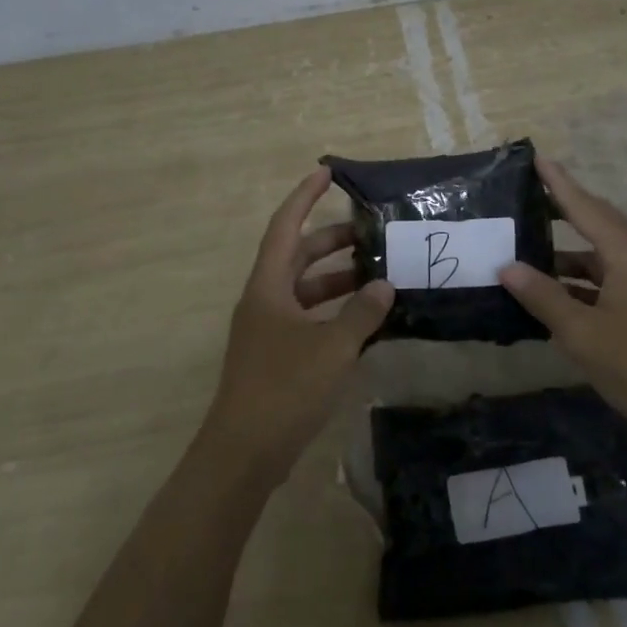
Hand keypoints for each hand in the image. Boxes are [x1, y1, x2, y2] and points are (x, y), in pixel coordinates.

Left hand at [202, 168, 392, 479]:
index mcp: (268, 286)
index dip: (304, 197)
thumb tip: (383, 285)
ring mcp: (268, 330)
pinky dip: (334, 313)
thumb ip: (361, 313)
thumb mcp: (331, 347)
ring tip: (377, 274)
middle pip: (298, 256)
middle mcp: (264, 300)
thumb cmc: (284, 388)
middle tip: (371, 233)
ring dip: (337, 280)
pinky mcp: (276, 357)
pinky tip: (364, 321)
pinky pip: (308, 319)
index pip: (285, 226)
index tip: (327, 172)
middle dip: (332, 241)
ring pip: (305, 290)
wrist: (243, 453)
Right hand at [499, 156, 626, 441]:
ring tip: (527, 253)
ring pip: (599, 258)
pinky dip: (577, 283)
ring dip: (566, 255)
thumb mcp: (582, 332)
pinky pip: (604, 282)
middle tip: (530, 197)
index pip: (586, 209)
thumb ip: (543, 297)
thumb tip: (508, 267)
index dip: (560, 184)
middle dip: (565, 209)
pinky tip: (552, 296)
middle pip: (598, 224)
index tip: (537, 159)